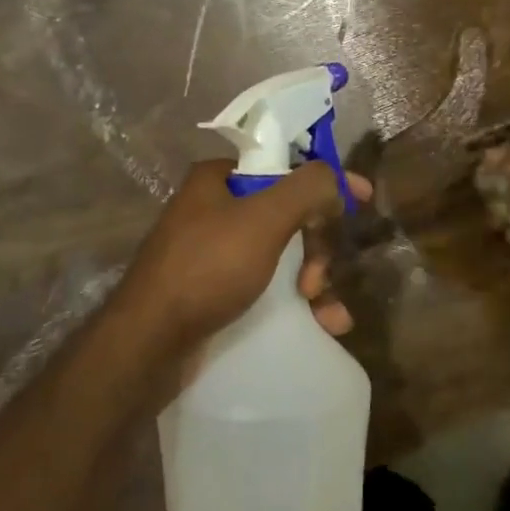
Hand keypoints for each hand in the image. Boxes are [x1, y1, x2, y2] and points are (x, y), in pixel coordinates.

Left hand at [109, 159, 368, 377]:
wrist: (148, 344)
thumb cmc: (207, 268)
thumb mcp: (264, 219)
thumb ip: (307, 189)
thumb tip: (339, 180)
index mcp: (217, 179)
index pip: (283, 166)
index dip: (324, 182)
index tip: (361, 199)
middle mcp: (213, 209)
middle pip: (287, 214)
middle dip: (316, 247)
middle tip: (320, 278)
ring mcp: (213, 253)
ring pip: (282, 255)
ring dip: (314, 281)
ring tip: (327, 313)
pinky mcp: (214, 292)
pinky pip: (267, 287)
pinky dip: (296, 304)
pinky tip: (322, 326)